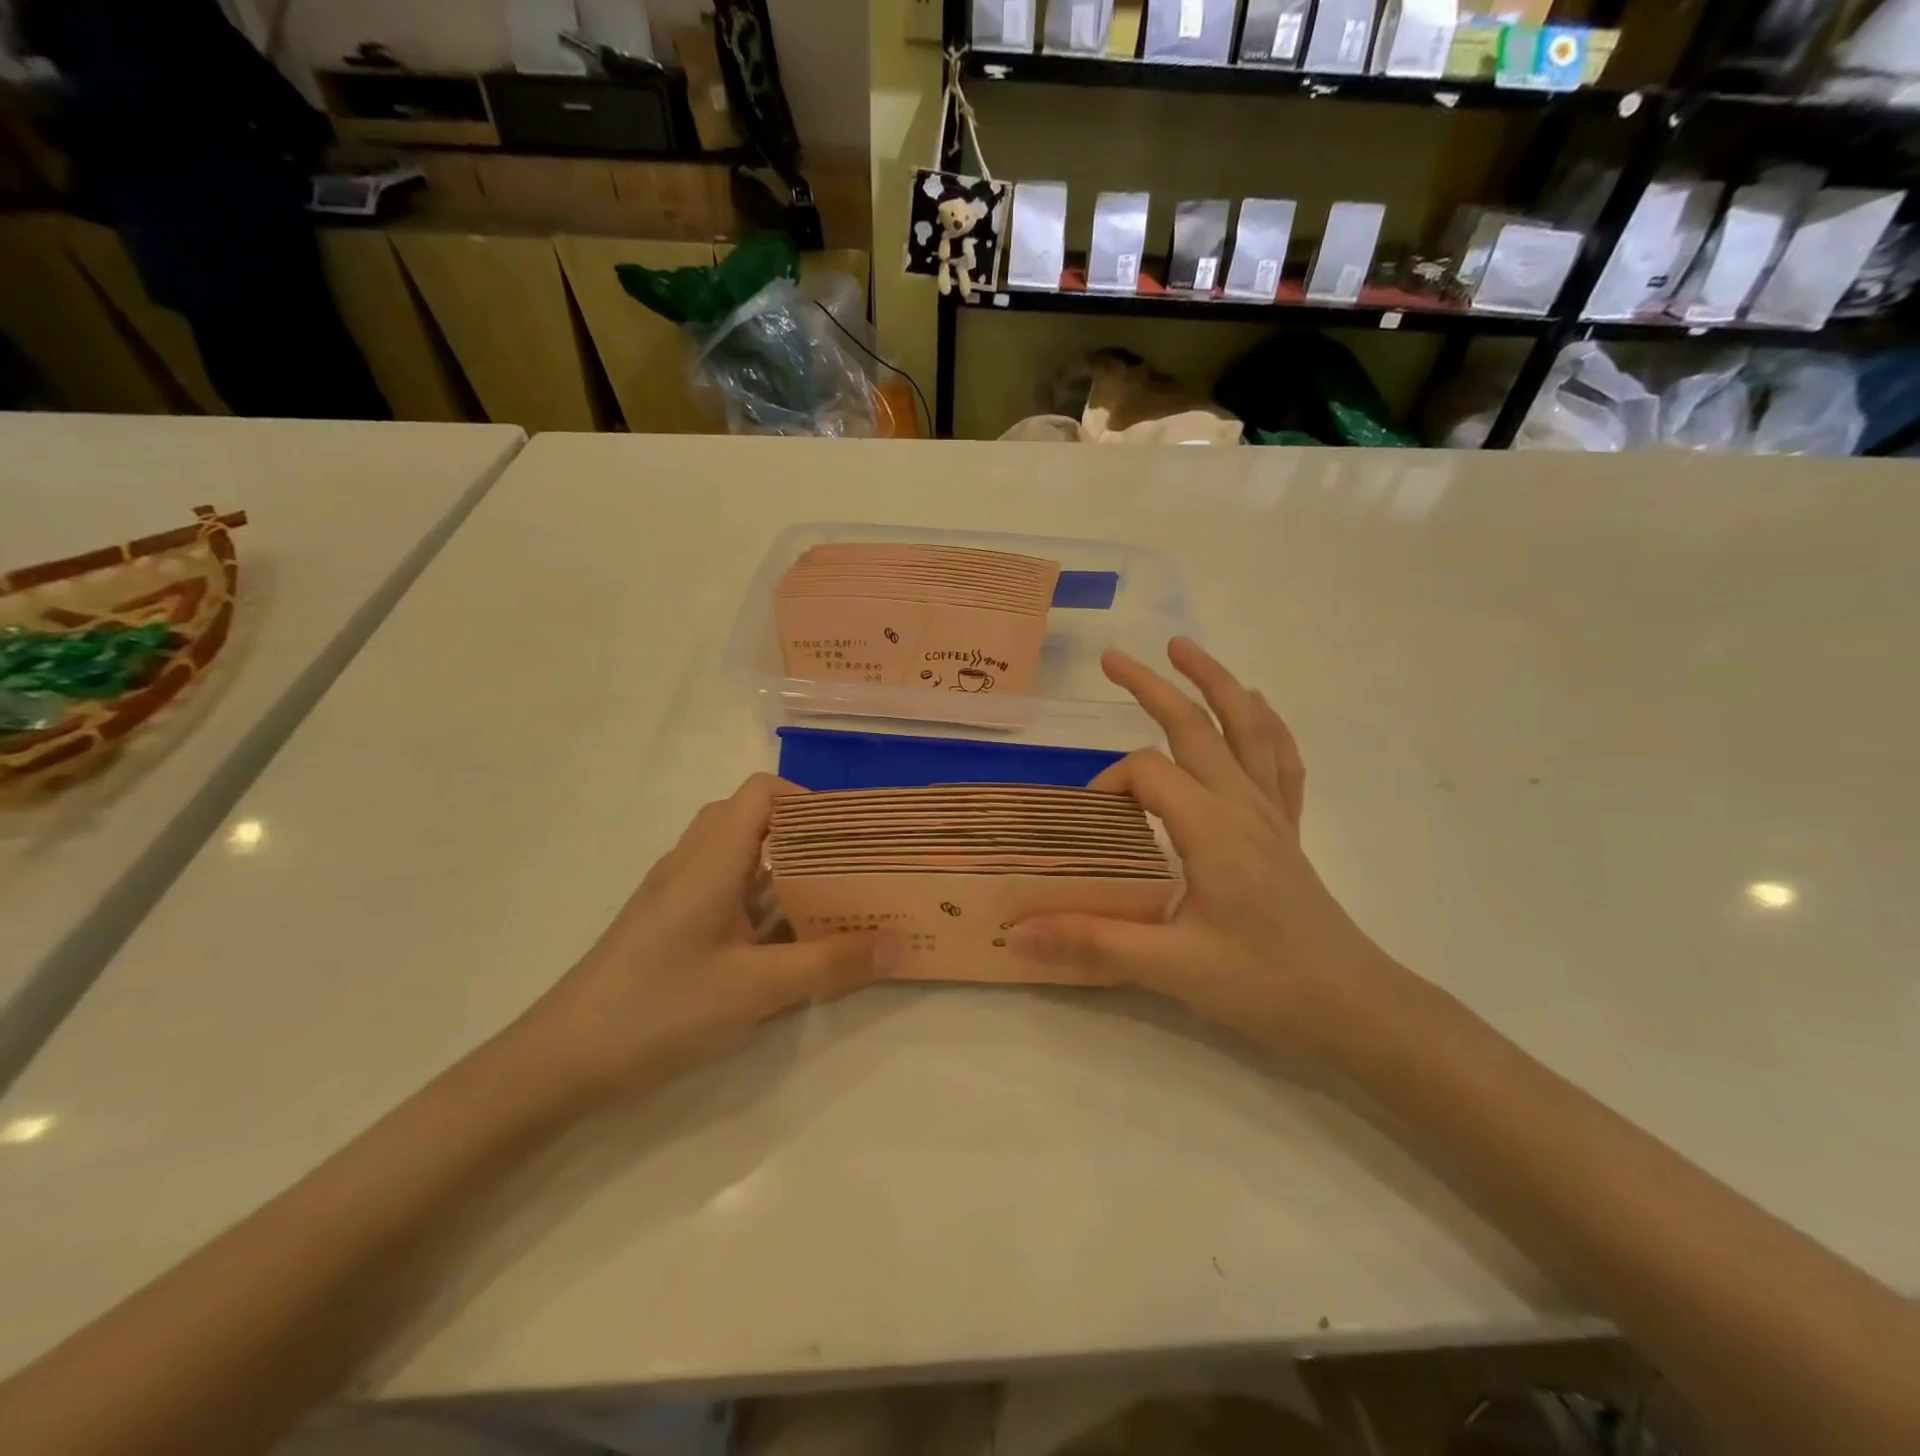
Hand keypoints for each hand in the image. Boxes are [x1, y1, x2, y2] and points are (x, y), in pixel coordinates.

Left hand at [515, 774, 898, 1101]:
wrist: (560, 1062)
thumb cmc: (659, 1007)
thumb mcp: (756, 988)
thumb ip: (831, 964)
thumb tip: (902, 944)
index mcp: (711, 858)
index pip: (763, 793)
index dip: (809, 801)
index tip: (852, 834)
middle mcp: (693, 863)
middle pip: (755, 821)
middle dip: (808, 837)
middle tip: (855, 866)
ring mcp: (679, 896)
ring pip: (742, 860)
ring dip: (788, 872)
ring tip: (838, 899)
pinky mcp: (671, 927)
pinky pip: (728, 894)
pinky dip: (764, 902)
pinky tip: (790, 941)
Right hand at [1011, 639, 1403, 1063]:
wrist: (1353, 1007)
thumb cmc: (1264, 984)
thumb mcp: (1171, 968)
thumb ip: (1092, 942)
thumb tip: (1017, 932)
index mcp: (1210, 826)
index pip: (1146, 773)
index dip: (1107, 784)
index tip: (1087, 823)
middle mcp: (1242, 804)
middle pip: (1195, 725)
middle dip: (1151, 686)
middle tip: (1112, 658)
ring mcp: (1272, 813)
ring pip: (1247, 727)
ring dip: (1216, 682)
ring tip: (1185, 649)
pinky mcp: (1288, 830)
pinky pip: (1281, 760)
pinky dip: (1266, 725)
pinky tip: (1256, 708)